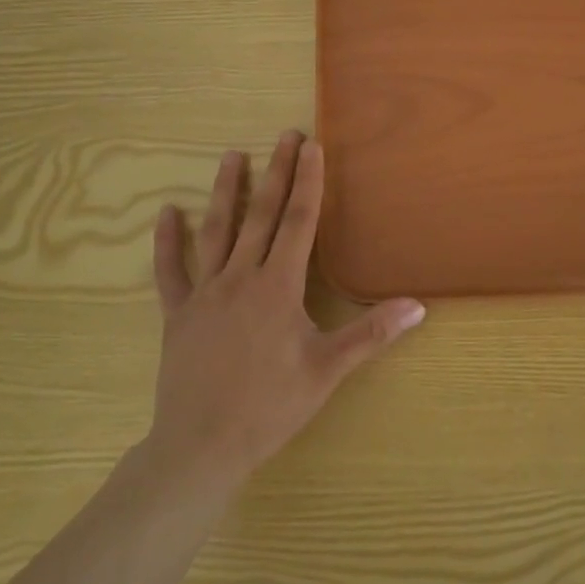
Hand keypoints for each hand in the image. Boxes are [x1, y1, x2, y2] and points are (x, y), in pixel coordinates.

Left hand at [141, 131, 425, 503]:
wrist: (201, 447)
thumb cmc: (270, 407)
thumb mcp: (327, 371)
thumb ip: (371, 334)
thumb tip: (418, 306)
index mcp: (278, 287)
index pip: (299, 222)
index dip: (308, 182)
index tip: (312, 146)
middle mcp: (241, 278)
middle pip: (262, 215)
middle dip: (277, 172)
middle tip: (285, 135)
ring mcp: (205, 293)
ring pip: (217, 231)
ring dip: (226, 192)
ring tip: (232, 156)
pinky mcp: (177, 313)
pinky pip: (170, 271)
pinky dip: (168, 241)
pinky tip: (167, 213)